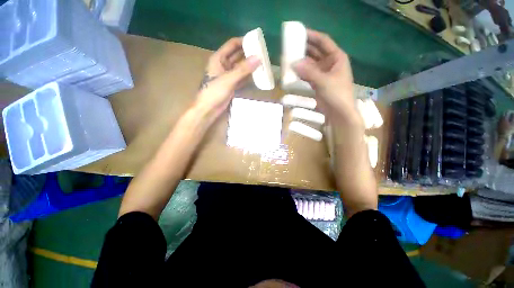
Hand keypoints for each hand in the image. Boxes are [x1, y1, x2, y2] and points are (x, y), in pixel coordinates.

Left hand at [195, 38, 259, 120]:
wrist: (208, 109)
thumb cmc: (214, 92)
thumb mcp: (228, 79)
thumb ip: (243, 69)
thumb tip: (258, 58)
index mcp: (219, 59)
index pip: (232, 45)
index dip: (243, 41)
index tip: (256, 41)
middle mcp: (224, 65)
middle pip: (238, 56)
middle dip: (249, 54)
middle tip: (262, 54)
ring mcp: (228, 76)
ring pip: (241, 68)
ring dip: (250, 66)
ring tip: (262, 64)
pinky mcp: (232, 85)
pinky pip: (242, 78)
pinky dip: (248, 77)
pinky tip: (257, 76)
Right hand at [293, 29, 359, 124]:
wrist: (339, 112)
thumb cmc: (337, 94)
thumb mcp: (323, 81)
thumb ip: (309, 72)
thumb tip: (294, 64)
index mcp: (336, 57)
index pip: (323, 42)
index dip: (312, 36)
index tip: (300, 32)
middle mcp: (330, 62)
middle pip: (316, 51)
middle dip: (304, 48)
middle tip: (291, 45)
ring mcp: (323, 73)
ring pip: (311, 63)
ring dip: (301, 61)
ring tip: (289, 57)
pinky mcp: (318, 82)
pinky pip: (308, 74)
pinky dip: (301, 72)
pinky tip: (293, 71)